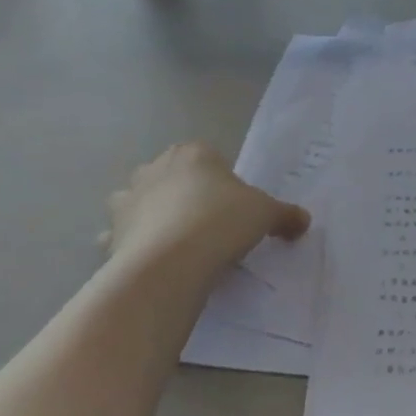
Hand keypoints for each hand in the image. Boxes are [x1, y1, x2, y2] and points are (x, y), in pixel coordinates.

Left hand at [104, 142, 308, 286]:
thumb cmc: (223, 221)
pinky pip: (121, 236)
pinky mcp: (112, 234)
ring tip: (176, 243)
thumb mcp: (266, 214)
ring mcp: (128, 200)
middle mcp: (154, 168)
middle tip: (208, 224)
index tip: (233, 206)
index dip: (221, 180)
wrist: (172, 262)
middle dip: (183, 194)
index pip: (207, 157)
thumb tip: (303, 221)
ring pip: (139, 201)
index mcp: (192, 153)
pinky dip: (130, 245)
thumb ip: (285, 215)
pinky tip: (151, 261)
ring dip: (150, 215)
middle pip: (171, 176)